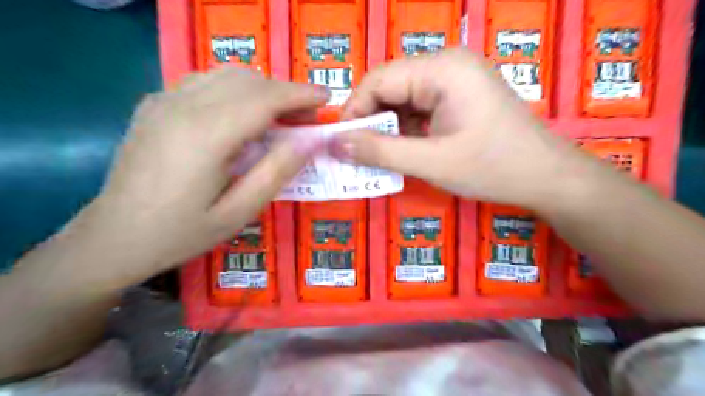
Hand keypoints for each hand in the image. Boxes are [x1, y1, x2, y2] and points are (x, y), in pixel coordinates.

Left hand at [91, 66, 330, 275]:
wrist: (114, 236)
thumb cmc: (182, 232)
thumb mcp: (239, 212)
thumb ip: (276, 173)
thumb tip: (308, 142)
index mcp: (206, 136)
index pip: (264, 98)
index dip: (300, 94)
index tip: (326, 98)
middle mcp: (183, 106)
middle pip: (248, 80)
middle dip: (285, 92)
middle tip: (306, 118)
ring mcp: (164, 100)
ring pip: (226, 75)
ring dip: (262, 89)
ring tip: (280, 116)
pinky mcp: (155, 104)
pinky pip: (206, 82)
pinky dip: (236, 90)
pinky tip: (243, 116)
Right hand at [335, 48, 574, 209]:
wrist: (547, 178)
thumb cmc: (493, 168)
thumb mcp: (430, 162)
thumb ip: (379, 152)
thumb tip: (335, 145)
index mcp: (442, 69)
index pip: (379, 79)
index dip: (355, 111)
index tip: (342, 144)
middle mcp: (447, 64)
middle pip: (391, 87)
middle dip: (372, 121)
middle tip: (361, 155)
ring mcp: (456, 80)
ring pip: (404, 99)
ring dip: (390, 128)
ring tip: (384, 157)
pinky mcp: (460, 96)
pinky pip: (421, 108)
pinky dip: (408, 130)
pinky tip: (408, 150)